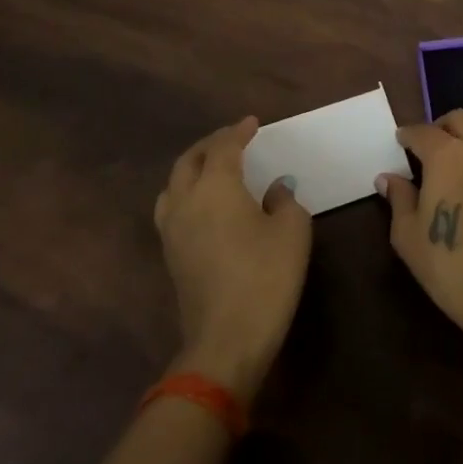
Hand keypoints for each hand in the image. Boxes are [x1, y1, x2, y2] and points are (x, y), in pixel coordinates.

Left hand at [154, 117, 311, 401]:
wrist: (226, 340)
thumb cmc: (266, 277)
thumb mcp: (292, 231)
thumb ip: (284, 200)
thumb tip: (274, 189)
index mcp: (216, 186)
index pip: (224, 147)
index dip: (239, 131)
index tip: (253, 123)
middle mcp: (187, 200)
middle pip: (190, 160)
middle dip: (211, 144)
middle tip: (233, 139)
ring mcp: (173, 230)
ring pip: (175, 183)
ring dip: (193, 167)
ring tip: (213, 166)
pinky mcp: (171, 255)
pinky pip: (173, 207)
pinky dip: (187, 191)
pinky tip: (205, 203)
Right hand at [377, 109, 462, 358]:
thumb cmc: (450, 265)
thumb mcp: (409, 235)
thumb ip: (399, 198)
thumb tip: (387, 178)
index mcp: (447, 155)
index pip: (423, 132)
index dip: (407, 135)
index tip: (399, 143)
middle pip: (459, 120)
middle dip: (439, 128)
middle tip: (425, 150)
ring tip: (449, 166)